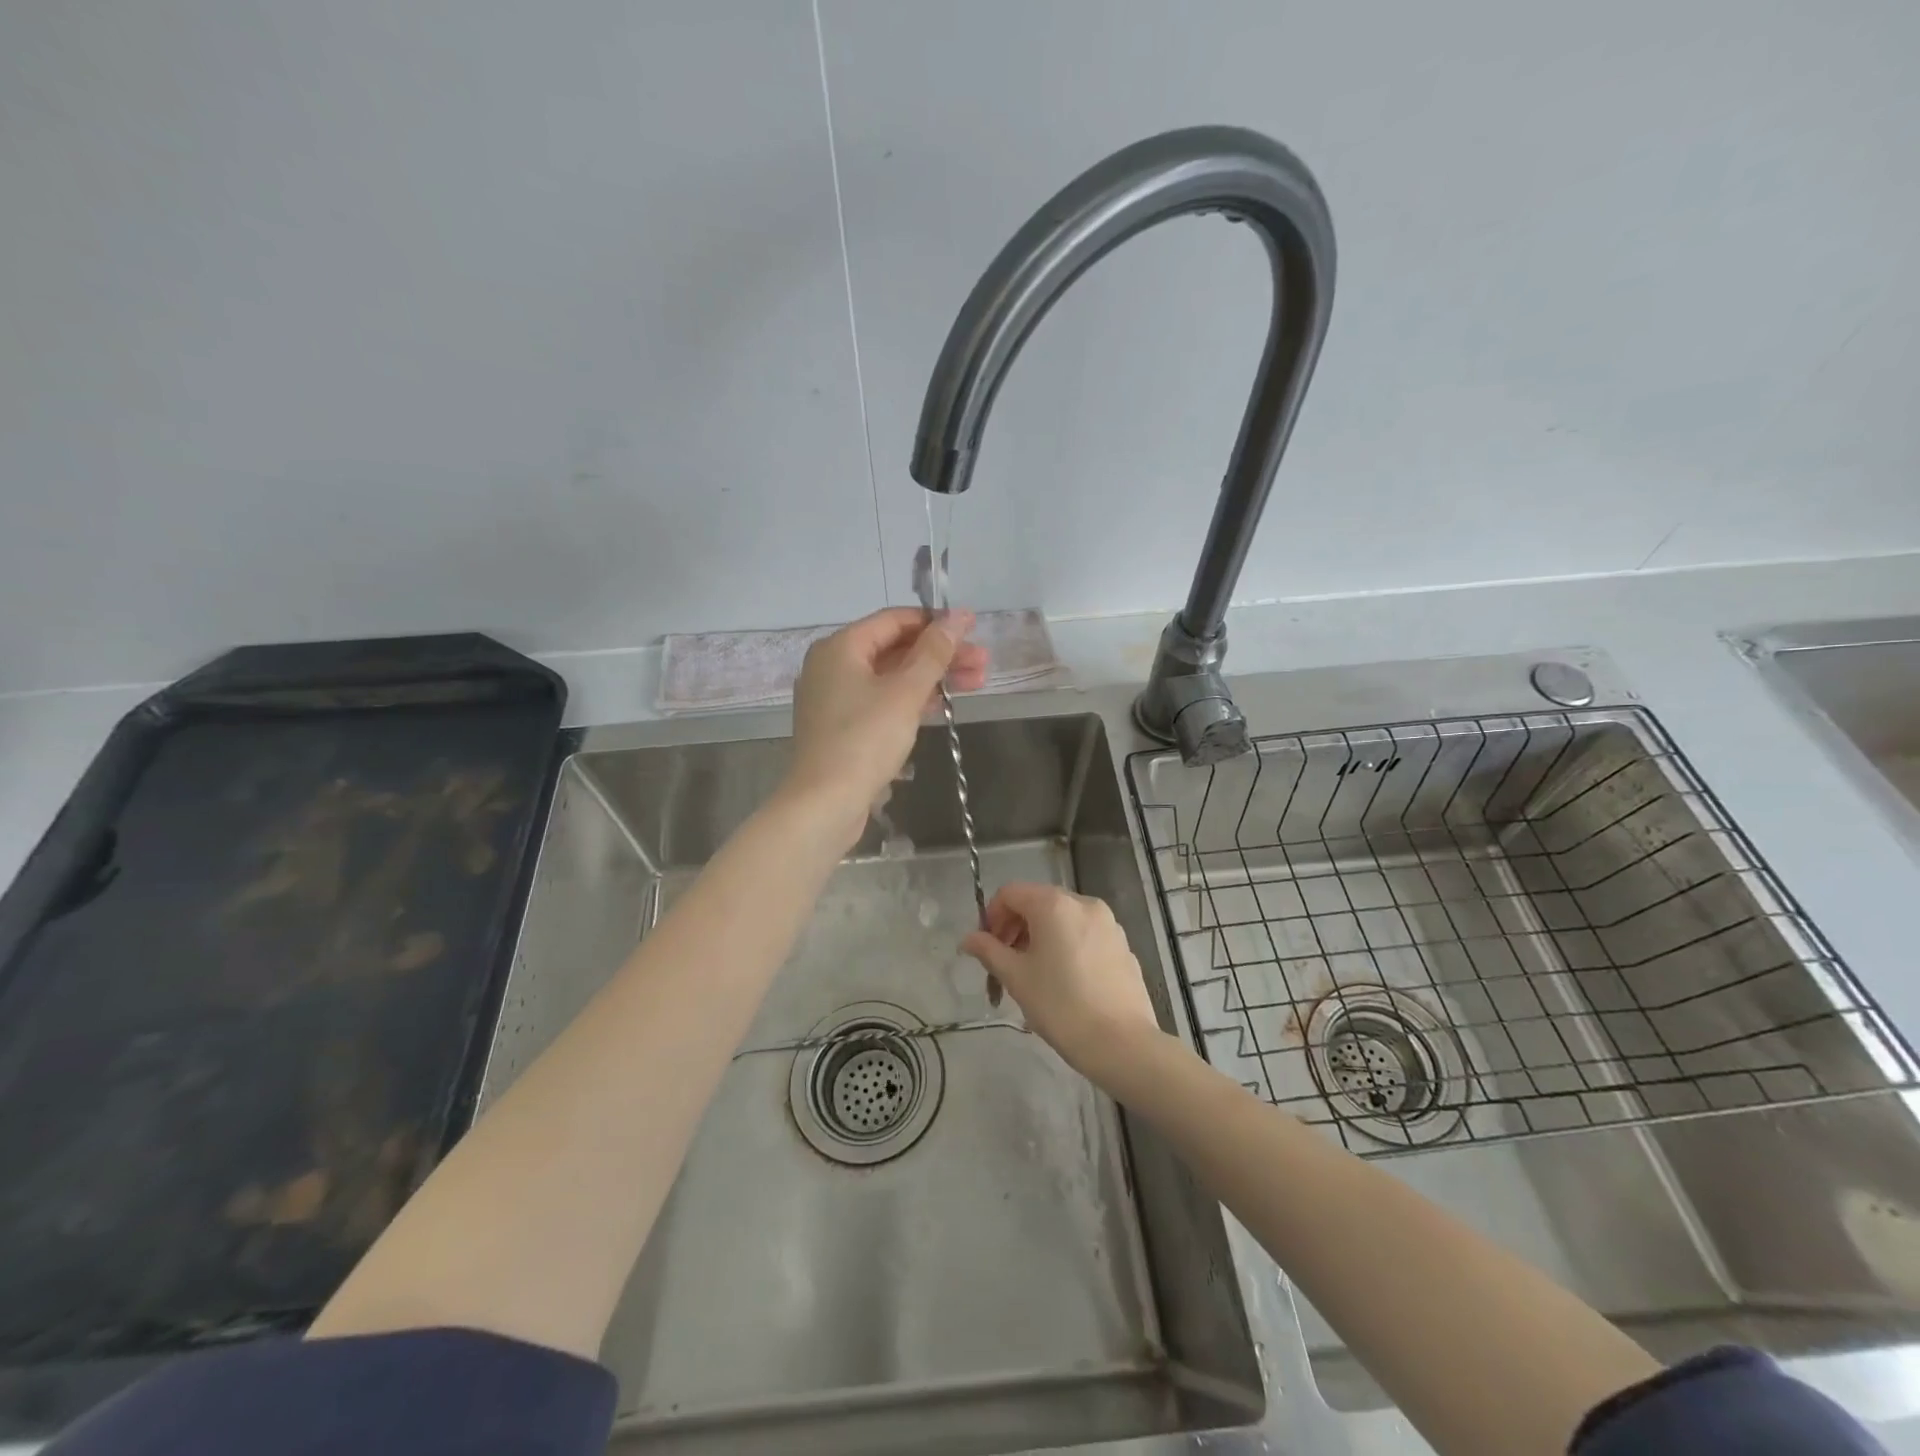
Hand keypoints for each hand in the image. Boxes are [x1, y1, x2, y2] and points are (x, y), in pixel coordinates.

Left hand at [783, 607, 988, 845]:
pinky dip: (911, 700)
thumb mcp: (905, 692)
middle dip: (941, 655)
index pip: (894, 620)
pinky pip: (881, 701)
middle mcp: (832, 666)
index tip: (972, 629)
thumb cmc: (865, 740)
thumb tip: (958, 616)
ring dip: (932, 678)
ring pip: (891, 677)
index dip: (936, 622)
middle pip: (895, 649)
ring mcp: (835, 699)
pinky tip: (943, 705)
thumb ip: (934, 652)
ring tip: (977, 683)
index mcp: (840, 647)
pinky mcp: (842, 727)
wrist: (825, 803)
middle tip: (983, 662)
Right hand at [961, 882, 1162, 1082]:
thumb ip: (988, 950)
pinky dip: (1066, 947)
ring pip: (1062, 920)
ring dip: (1039, 939)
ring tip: (1032, 977)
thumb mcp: (1015, 977)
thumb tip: (968, 939)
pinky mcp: (1122, 945)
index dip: (991, 916)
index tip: (986, 949)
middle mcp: (1083, 903)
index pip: (1010, 893)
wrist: (1121, 1043)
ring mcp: (1108, 923)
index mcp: (1054, 904)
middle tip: (1004, 965)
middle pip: (1037, 903)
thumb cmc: (1060, 1005)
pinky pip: (1084, 935)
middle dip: (1015, 929)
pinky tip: (1064, 983)